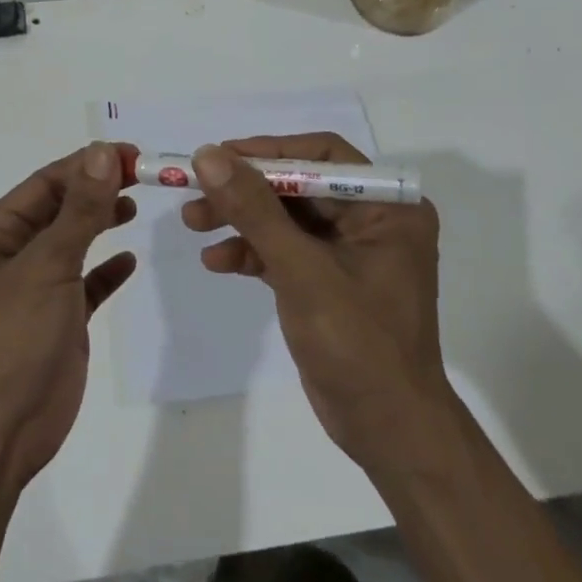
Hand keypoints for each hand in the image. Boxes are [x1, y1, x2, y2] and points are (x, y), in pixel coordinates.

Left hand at [0, 142, 136, 486]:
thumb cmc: (9, 337)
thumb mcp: (46, 265)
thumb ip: (79, 210)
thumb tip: (101, 152)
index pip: (47, 182)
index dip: (88, 164)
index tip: (133, 154)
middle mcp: (10, 254)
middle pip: (61, 208)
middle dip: (98, 190)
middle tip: (145, 176)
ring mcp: (34, 289)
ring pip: (73, 243)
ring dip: (101, 222)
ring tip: (136, 207)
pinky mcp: (56, 321)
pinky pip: (85, 284)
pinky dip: (106, 271)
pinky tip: (129, 261)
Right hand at [182, 135, 449, 472]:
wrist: (388, 430)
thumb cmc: (358, 344)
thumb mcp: (301, 270)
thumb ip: (254, 210)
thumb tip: (209, 156)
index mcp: (387, 207)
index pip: (322, 155)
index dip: (268, 151)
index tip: (218, 156)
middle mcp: (372, 220)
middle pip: (298, 186)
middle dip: (245, 191)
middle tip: (194, 192)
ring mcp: (349, 252)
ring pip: (285, 218)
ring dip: (241, 220)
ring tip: (193, 224)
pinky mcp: (327, 280)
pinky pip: (285, 251)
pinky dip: (252, 253)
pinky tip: (216, 262)